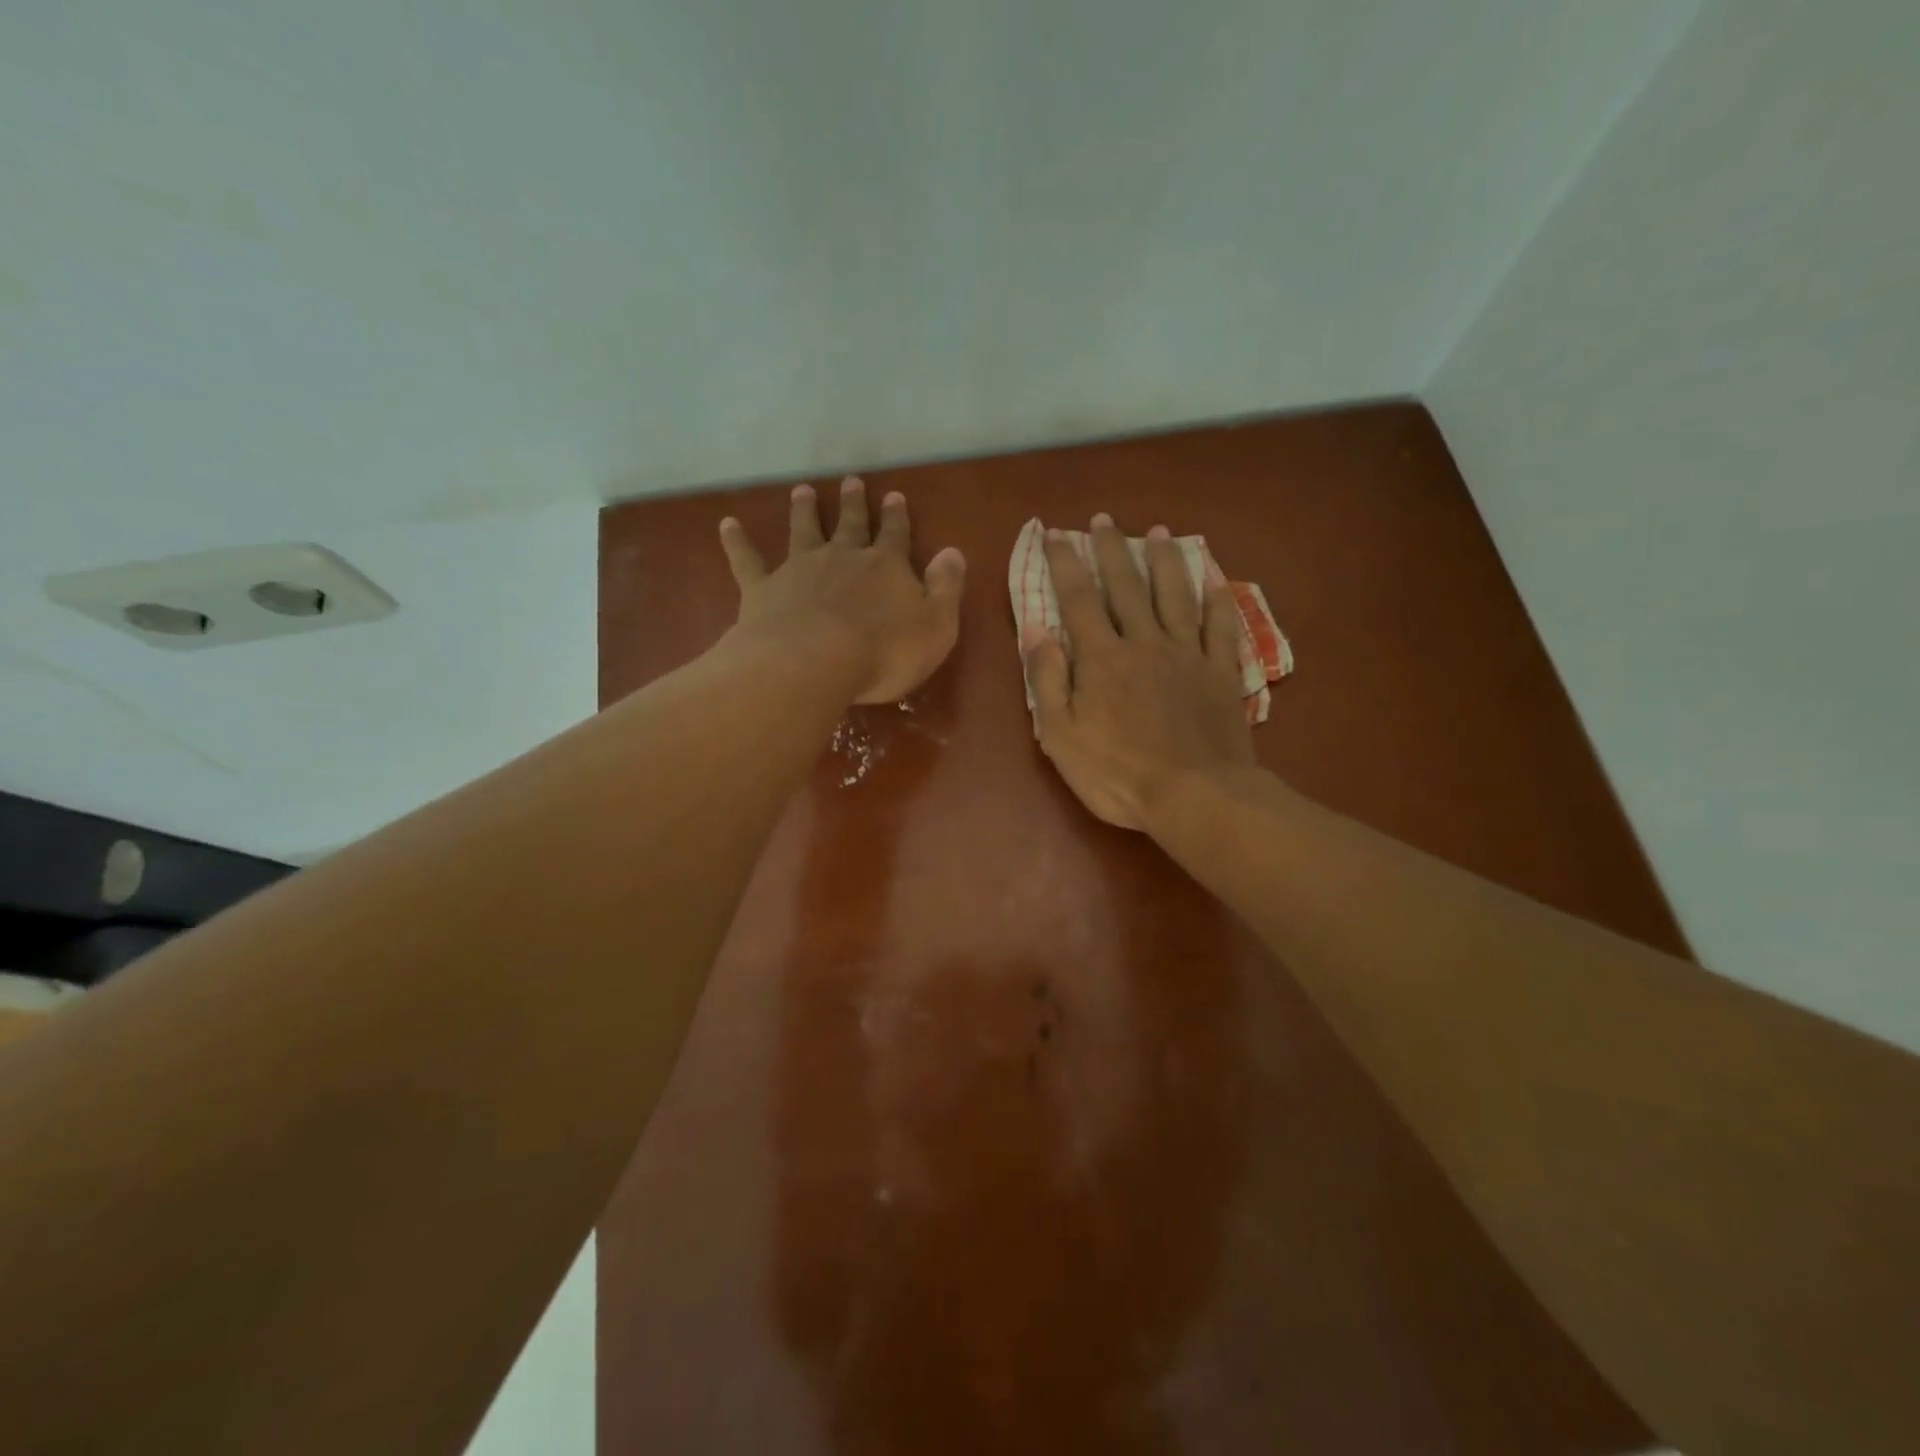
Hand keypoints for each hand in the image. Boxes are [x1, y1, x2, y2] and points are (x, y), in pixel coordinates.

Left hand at [719, 476, 965, 704]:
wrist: (815, 662)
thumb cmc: (885, 652)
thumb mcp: (937, 626)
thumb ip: (946, 588)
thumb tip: (953, 552)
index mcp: (886, 567)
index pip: (895, 535)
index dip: (896, 517)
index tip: (894, 496)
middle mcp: (843, 558)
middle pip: (850, 525)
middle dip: (854, 504)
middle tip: (851, 481)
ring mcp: (800, 569)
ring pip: (803, 531)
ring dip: (804, 510)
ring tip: (802, 490)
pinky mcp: (764, 589)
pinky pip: (748, 560)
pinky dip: (737, 542)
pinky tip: (726, 524)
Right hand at [1022, 514, 1254, 829]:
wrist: (1194, 795)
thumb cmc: (1117, 773)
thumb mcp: (1061, 735)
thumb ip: (1048, 679)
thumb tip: (1036, 629)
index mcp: (1102, 658)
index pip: (1078, 599)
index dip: (1064, 564)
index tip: (1055, 534)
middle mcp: (1144, 643)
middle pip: (1127, 586)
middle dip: (1111, 550)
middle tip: (1102, 519)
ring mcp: (1187, 654)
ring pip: (1175, 595)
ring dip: (1164, 560)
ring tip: (1157, 532)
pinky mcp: (1220, 671)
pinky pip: (1219, 626)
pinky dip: (1216, 598)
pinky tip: (1213, 577)